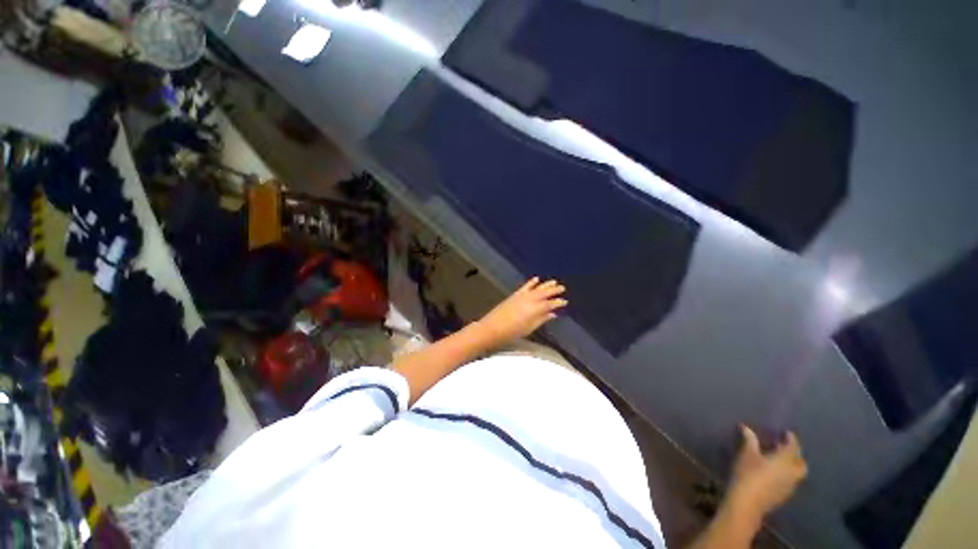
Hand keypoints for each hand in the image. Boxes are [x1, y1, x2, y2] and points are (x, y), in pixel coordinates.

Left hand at [476, 277, 567, 346]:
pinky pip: (526, 286)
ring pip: (537, 288)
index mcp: (536, 309)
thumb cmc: (512, 332)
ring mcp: (522, 296)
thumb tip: (552, 314)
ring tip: (554, 281)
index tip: (564, 301)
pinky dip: (531, 282)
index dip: (558, 302)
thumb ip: (541, 319)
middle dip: (554, 290)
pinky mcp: (515, 294)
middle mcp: (530, 300)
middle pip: (545, 293)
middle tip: (562, 288)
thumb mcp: (529, 328)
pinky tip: (536, 278)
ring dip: (546, 284)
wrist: (493, 328)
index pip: (550, 304)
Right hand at [727, 426, 807, 521]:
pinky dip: (787, 474)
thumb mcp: (747, 454)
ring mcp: (791, 485)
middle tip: (784, 447)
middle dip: (795, 454)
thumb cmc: (749, 473)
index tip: (786, 433)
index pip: (793, 446)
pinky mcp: (785, 494)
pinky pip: (791, 480)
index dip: (791, 439)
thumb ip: (750, 440)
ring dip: (792, 465)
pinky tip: (775, 473)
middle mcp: (793, 472)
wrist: (748, 502)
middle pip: (801, 462)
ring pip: (797, 473)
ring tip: (779, 459)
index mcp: (786, 460)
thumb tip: (746, 427)